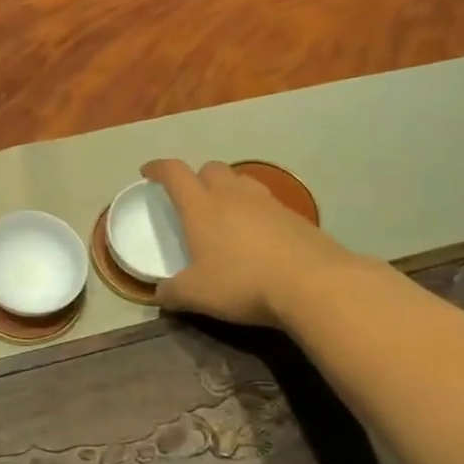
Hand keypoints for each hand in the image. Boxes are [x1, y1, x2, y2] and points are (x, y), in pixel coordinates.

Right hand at [141, 159, 353, 327]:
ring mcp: (267, 202)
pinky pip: (266, 202)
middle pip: (210, 168)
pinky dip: (254, 210)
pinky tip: (256, 234)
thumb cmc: (243, 283)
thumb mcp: (196, 294)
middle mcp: (232, 195)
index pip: (174, 173)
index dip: (158, 168)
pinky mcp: (295, 216)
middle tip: (189, 197)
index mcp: (201, 206)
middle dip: (196, 177)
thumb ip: (172, 292)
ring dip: (227, 189)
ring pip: (241, 181)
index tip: (148, 172)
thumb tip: (160, 293)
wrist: (314, 284)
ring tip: (223, 212)